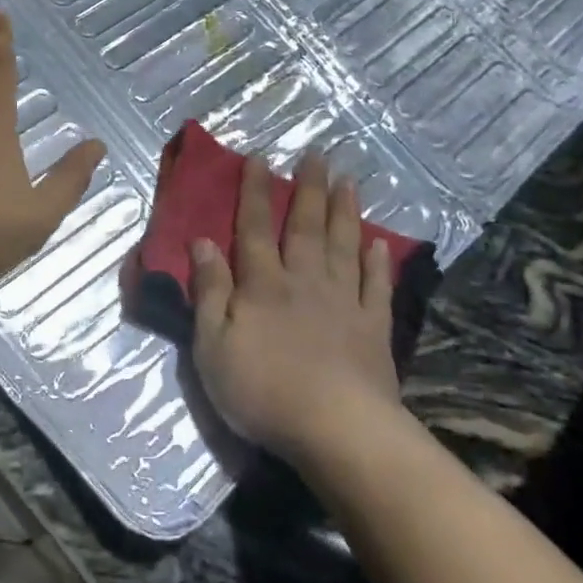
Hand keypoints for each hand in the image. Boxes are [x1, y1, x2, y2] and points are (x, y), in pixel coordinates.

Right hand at [190, 152, 401, 460]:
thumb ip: (209, 291)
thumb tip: (202, 241)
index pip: (253, 228)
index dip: (254, 192)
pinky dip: (377, 262)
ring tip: (348, 181)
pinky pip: (375, 285)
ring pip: (343, 245)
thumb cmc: (262, 390)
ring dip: (344, 212)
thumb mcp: (212, 345)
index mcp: (263, 285)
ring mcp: (343, 301)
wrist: (335, 427)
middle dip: (307, 189)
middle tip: (316, 155)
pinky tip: (379, 243)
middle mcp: (304, 281)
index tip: (259, 158)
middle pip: (305, 227)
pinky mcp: (373, 327)